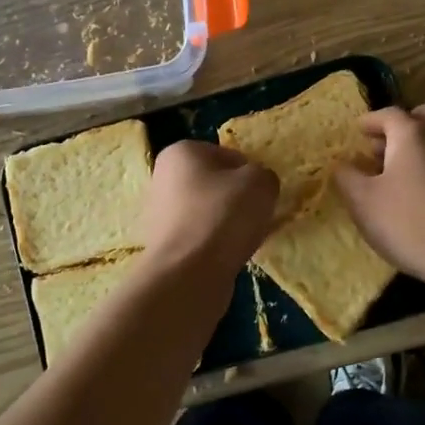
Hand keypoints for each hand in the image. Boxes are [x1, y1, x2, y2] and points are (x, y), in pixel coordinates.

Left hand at [141, 140, 277, 276]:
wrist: (189, 273)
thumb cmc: (223, 215)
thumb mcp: (260, 182)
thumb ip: (264, 175)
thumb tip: (256, 186)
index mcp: (181, 152)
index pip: (228, 156)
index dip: (250, 174)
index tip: (260, 195)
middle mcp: (163, 177)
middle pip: (216, 184)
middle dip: (236, 199)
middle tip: (255, 217)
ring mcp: (160, 213)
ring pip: (209, 212)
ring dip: (228, 223)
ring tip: (243, 240)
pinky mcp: (164, 244)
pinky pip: (201, 237)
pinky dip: (216, 244)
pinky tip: (228, 256)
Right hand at [335, 104, 424, 293]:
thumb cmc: (410, 224)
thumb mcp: (363, 202)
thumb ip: (347, 176)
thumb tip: (343, 163)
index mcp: (413, 134)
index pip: (388, 114)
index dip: (370, 121)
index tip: (358, 130)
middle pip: (422, 117)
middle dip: (401, 127)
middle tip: (382, 148)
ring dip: (423, 145)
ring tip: (405, 171)